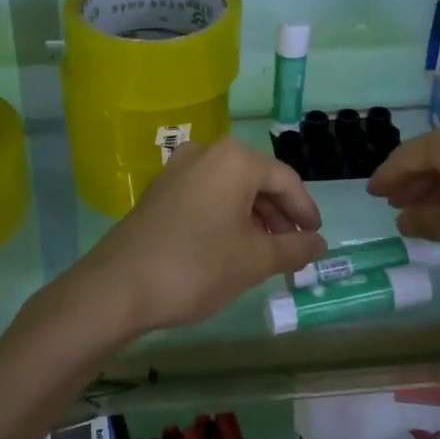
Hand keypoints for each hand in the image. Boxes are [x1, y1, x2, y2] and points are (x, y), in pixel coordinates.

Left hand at [79, 137, 326, 335]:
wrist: (120, 286)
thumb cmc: (198, 266)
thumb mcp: (256, 260)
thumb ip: (294, 248)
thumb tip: (320, 243)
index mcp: (235, 159)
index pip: (285, 180)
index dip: (305, 210)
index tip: (316, 238)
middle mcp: (206, 152)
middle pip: (257, 180)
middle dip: (279, 215)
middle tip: (292, 249)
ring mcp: (178, 169)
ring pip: (230, 188)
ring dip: (253, 217)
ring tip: (265, 253)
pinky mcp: (160, 189)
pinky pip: (206, 195)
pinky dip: (226, 216)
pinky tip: (231, 247)